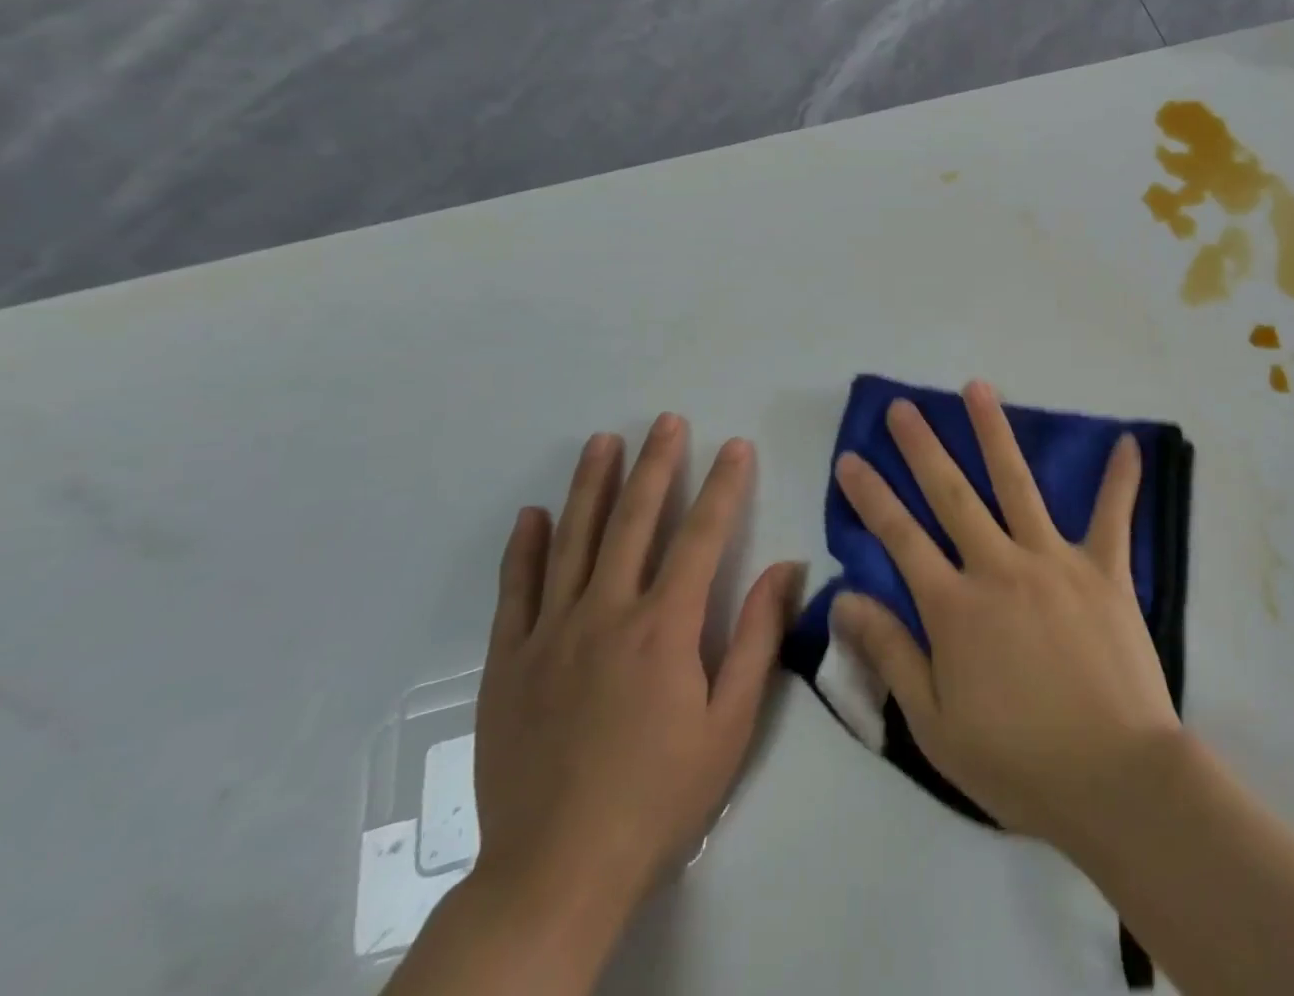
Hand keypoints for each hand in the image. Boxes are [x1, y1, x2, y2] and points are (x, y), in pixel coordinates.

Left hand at [471, 416, 803, 942]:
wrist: (556, 873)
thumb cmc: (659, 796)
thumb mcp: (731, 725)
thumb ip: (756, 639)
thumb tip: (785, 569)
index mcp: (665, 627)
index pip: (702, 536)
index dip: (723, 486)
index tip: (735, 445)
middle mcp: (607, 613)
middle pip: (635, 521)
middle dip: (657, 465)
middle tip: (668, 421)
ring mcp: (551, 634)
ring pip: (575, 540)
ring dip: (592, 485)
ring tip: (605, 441)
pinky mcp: (508, 662)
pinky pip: (515, 591)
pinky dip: (526, 548)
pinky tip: (534, 515)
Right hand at [829, 381, 1179, 847]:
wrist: (1115, 780)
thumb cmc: (1019, 762)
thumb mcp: (935, 725)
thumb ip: (891, 654)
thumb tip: (843, 599)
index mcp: (955, 606)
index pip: (900, 537)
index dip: (871, 496)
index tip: (851, 458)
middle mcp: (999, 566)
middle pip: (952, 494)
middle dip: (922, 447)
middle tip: (904, 408)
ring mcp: (1055, 561)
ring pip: (1017, 484)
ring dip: (994, 433)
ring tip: (977, 389)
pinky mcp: (1105, 570)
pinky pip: (1114, 516)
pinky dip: (1121, 479)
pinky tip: (1128, 442)